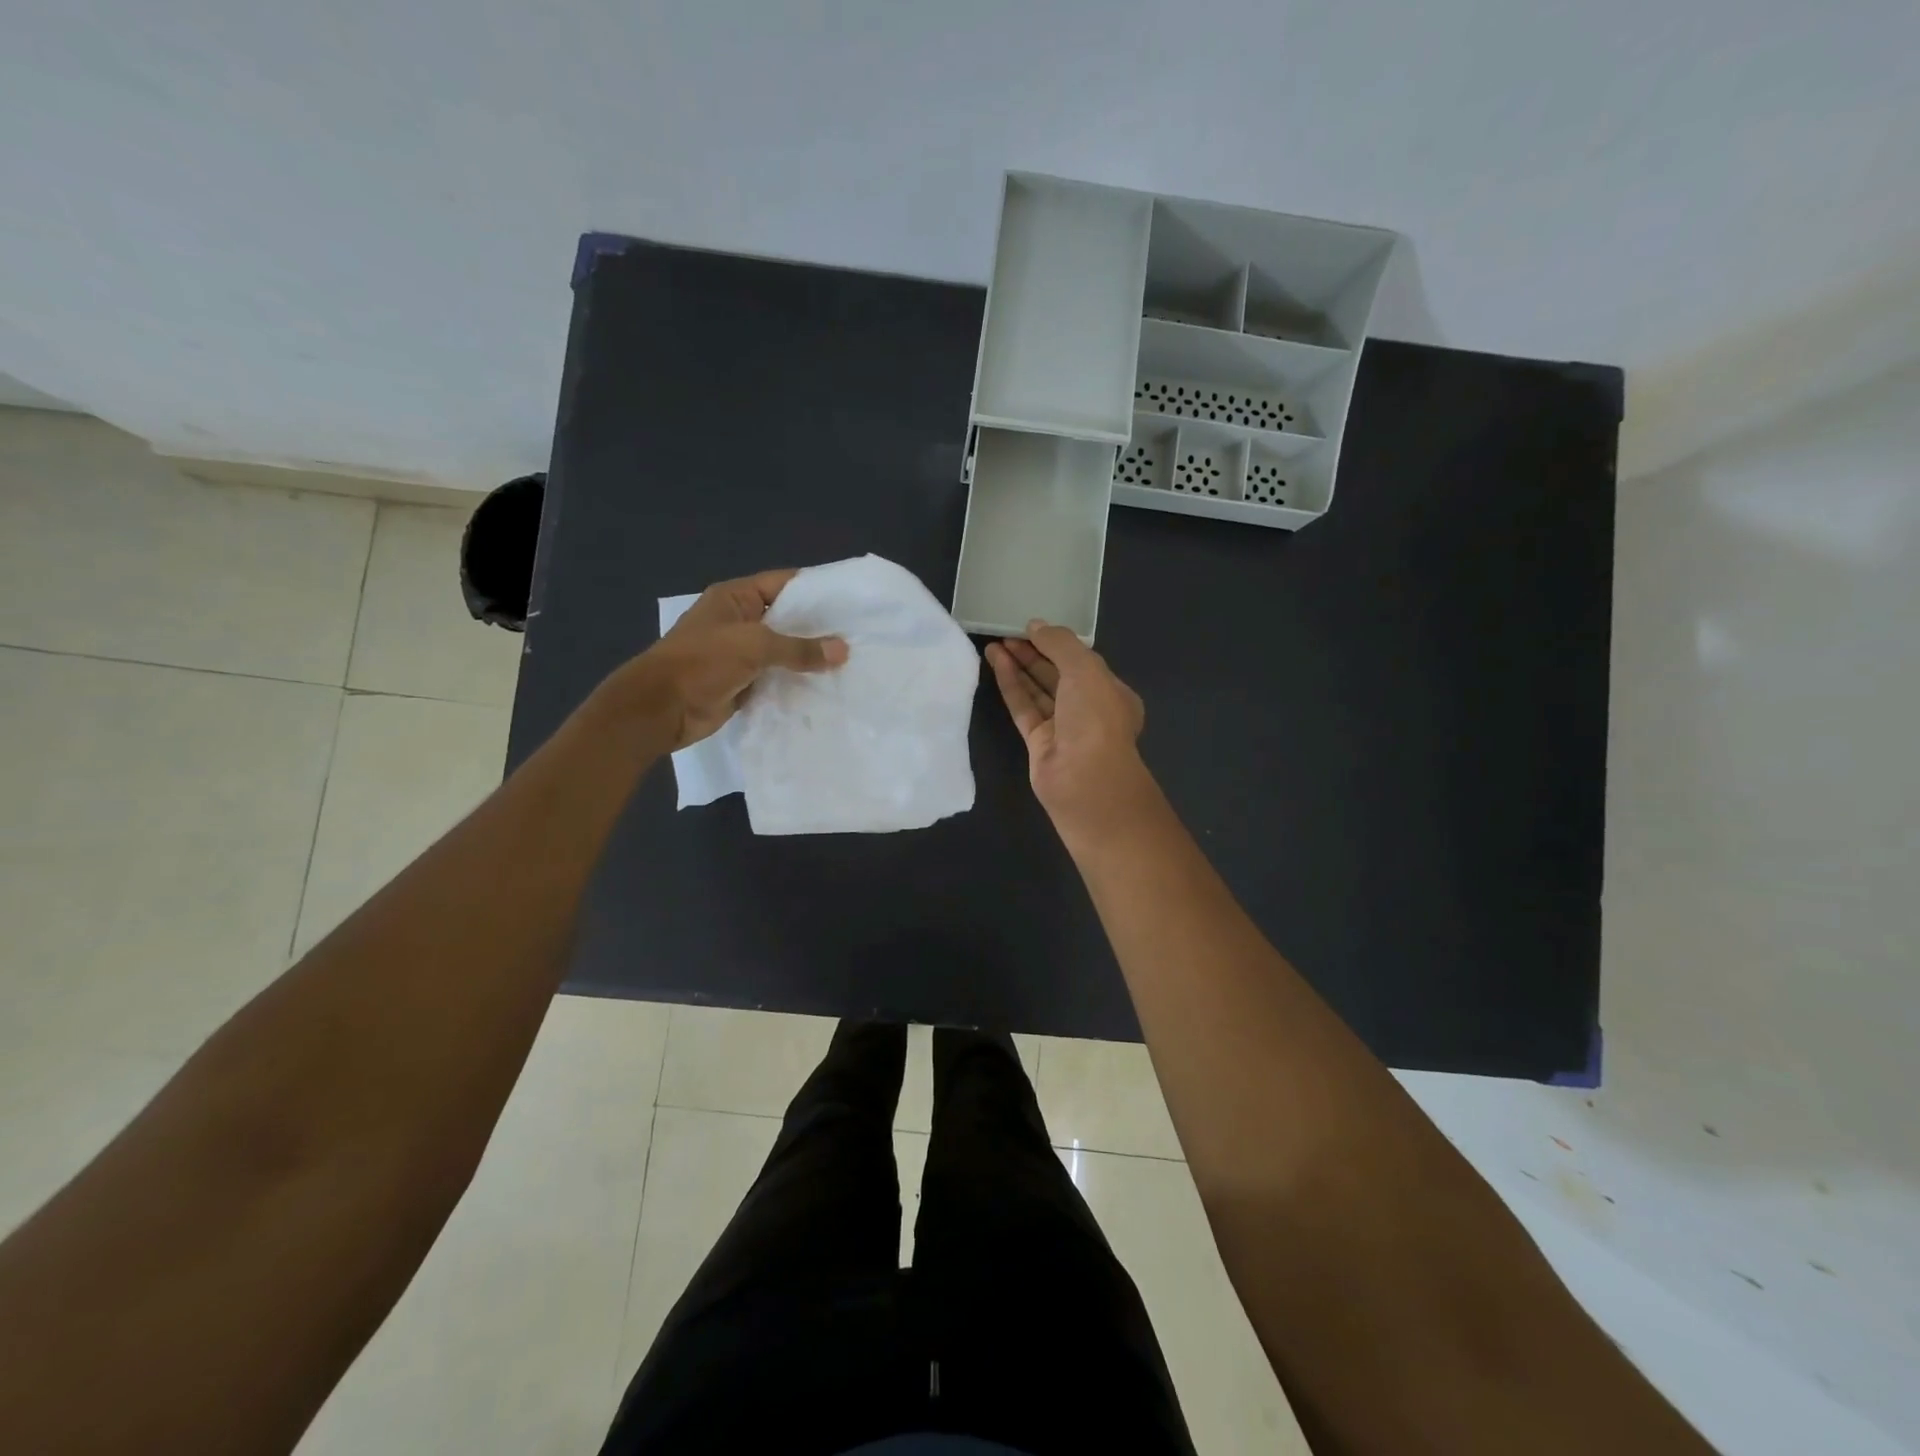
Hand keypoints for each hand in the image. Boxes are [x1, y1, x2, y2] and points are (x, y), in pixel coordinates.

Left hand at [614, 569, 846, 750]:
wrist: (661, 709)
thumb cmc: (703, 662)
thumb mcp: (754, 646)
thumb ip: (799, 648)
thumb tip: (843, 650)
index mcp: (735, 598)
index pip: (783, 584)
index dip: (816, 590)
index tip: (851, 599)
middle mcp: (739, 621)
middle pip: (786, 619)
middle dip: (818, 627)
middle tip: (858, 634)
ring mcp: (740, 654)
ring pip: (783, 651)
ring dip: (809, 658)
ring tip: (851, 660)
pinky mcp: (743, 683)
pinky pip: (776, 678)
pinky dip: (797, 682)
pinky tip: (827, 685)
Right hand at [985, 621, 1151, 833]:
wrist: (1085, 780)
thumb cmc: (1095, 718)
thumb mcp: (1085, 669)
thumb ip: (1060, 643)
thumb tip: (1036, 625)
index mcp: (1110, 692)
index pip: (1082, 662)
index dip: (1056, 643)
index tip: (1031, 627)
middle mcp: (1088, 710)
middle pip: (1057, 675)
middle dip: (1034, 653)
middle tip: (1006, 632)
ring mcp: (1063, 728)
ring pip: (1038, 691)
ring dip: (1018, 666)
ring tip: (994, 643)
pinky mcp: (1038, 743)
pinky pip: (1023, 707)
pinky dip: (1011, 685)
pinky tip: (996, 663)